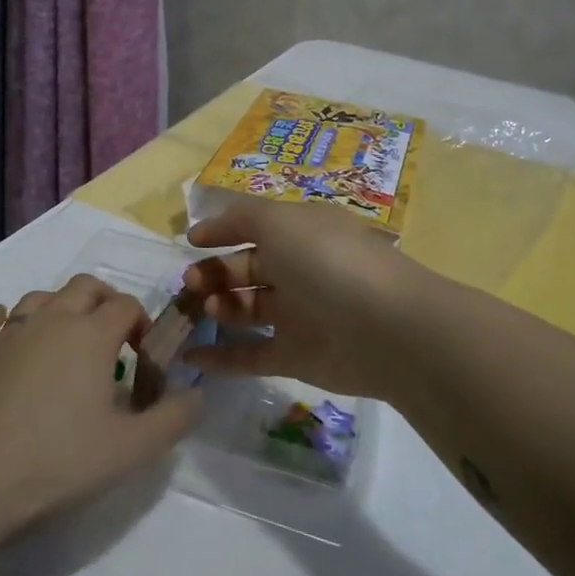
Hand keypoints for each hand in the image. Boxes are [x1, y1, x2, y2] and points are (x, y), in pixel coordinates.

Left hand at [0, 276, 201, 544]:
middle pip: (84, 286)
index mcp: (91, 335)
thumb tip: (197, 394)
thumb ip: (173, 420)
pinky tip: (6, 338)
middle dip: (104, 302)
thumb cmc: (56, 464)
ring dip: (58, 309)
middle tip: (110, 340)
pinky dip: (4, 322)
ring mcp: (4, 334)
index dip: (142, 323)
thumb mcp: (130, 451)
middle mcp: (49, 320)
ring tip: (64, 343)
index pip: (126, 305)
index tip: (143, 357)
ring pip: (38, 298)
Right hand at [180, 198, 421, 400]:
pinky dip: (220, 358)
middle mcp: (299, 270)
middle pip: (246, 269)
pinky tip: (190, 357)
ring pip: (246, 310)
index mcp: (300, 232)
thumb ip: (241, 217)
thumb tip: (210, 225)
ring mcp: (298, 315)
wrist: (386, 328)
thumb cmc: (326, 260)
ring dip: (217, 308)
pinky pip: (250, 355)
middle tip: (189, 283)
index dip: (222, 231)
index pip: (254, 227)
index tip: (190, 242)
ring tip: (202, 311)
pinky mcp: (296, 357)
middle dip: (213, 273)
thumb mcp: (279, 220)